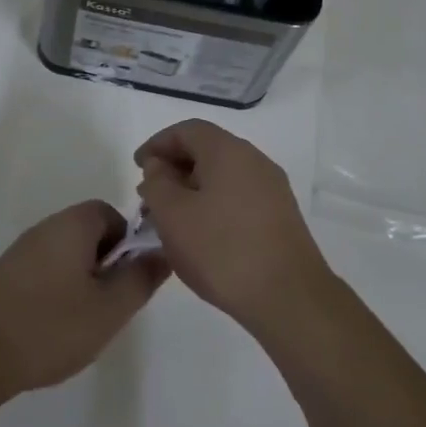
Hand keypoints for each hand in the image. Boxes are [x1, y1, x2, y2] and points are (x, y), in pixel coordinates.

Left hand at [0, 200, 168, 397]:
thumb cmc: (51, 327)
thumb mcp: (110, 308)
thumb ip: (141, 277)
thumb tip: (163, 252)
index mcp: (71, 225)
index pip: (111, 213)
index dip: (128, 243)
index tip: (128, 279)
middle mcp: (44, 228)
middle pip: (88, 233)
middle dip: (106, 264)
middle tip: (109, 304)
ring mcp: (20, 252)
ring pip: (66, 255)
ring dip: (82, 280)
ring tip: (83, 320)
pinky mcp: (3, 277)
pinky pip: (44, 271)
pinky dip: (57, 291)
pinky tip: (53, 327)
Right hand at [135, 120, 334, 335]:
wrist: (288, 296)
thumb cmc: (222, 250)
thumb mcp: (173, 215)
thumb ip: (157, 183)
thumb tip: (159, 167)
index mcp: (228, 151)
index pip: (187, 130)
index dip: (157, 144)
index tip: (137, 167)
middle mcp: (255, 161)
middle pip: (207, 151)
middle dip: (174, 169)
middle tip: (149, 197)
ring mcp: (272, 189)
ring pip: (222, 177)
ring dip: (192, 190)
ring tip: (170, 221)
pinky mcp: (280, 216)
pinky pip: (238, 197)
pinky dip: (213, 205)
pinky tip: (200, 235)